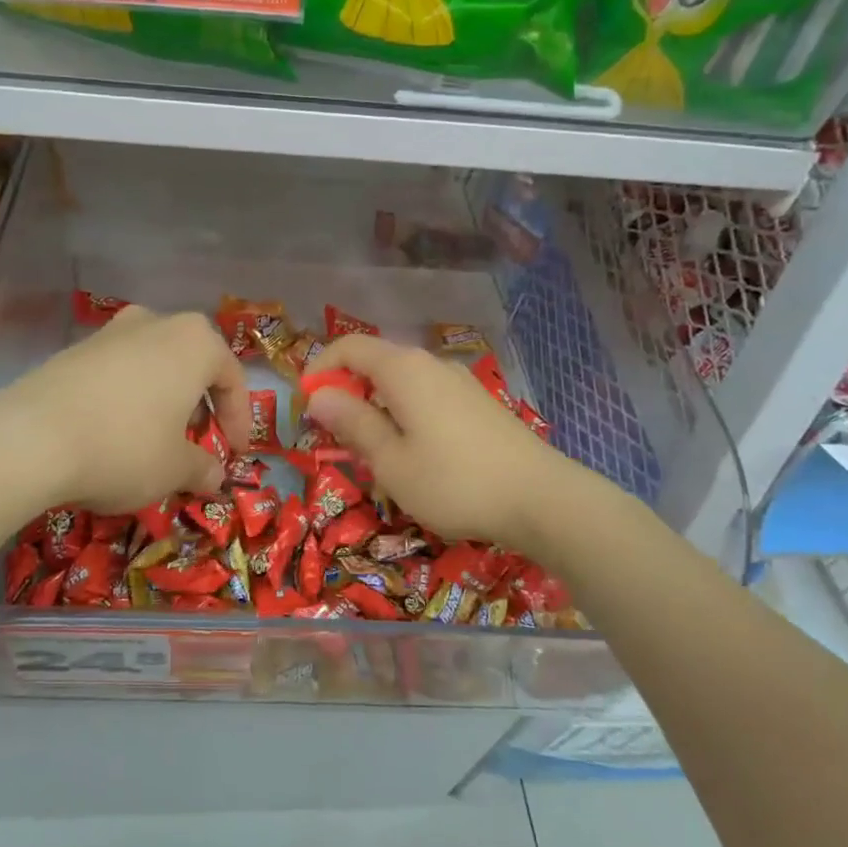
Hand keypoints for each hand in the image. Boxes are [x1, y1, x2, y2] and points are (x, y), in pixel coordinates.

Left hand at [0, 306, 248, 512]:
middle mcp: (156, 323)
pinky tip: (113, 431)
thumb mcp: (175, 468)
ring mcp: (111, 331)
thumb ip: (203, 468)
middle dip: (199, 404)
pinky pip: (117, 372)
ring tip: (155, 438)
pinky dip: (127, 398)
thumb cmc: (125, 447)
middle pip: (192, 364)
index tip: (234, 453)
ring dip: (162, 399)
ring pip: (153, 364)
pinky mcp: (73, 349)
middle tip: (196, 441)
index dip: (239, 419)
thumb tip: (215, 477)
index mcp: (195, 342)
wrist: (30, 438)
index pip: (232, 378)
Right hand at [304, 334, 571, 547]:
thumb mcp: (391, 461)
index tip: (306, 408)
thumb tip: (319, 396)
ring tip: (372, 452)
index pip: (348, 347)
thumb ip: (353, 423)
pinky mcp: (479, 403)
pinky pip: (427, 396)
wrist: (542, 499)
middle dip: (347, 391)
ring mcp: (460, 382)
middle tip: (334, 436)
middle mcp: (431, 364)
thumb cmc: (454, 482)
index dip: (319, 371)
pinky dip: (405, 413)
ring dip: (376, 406)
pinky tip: (414, 454)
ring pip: (402, 382)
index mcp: (403, 369)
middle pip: (376, 362)